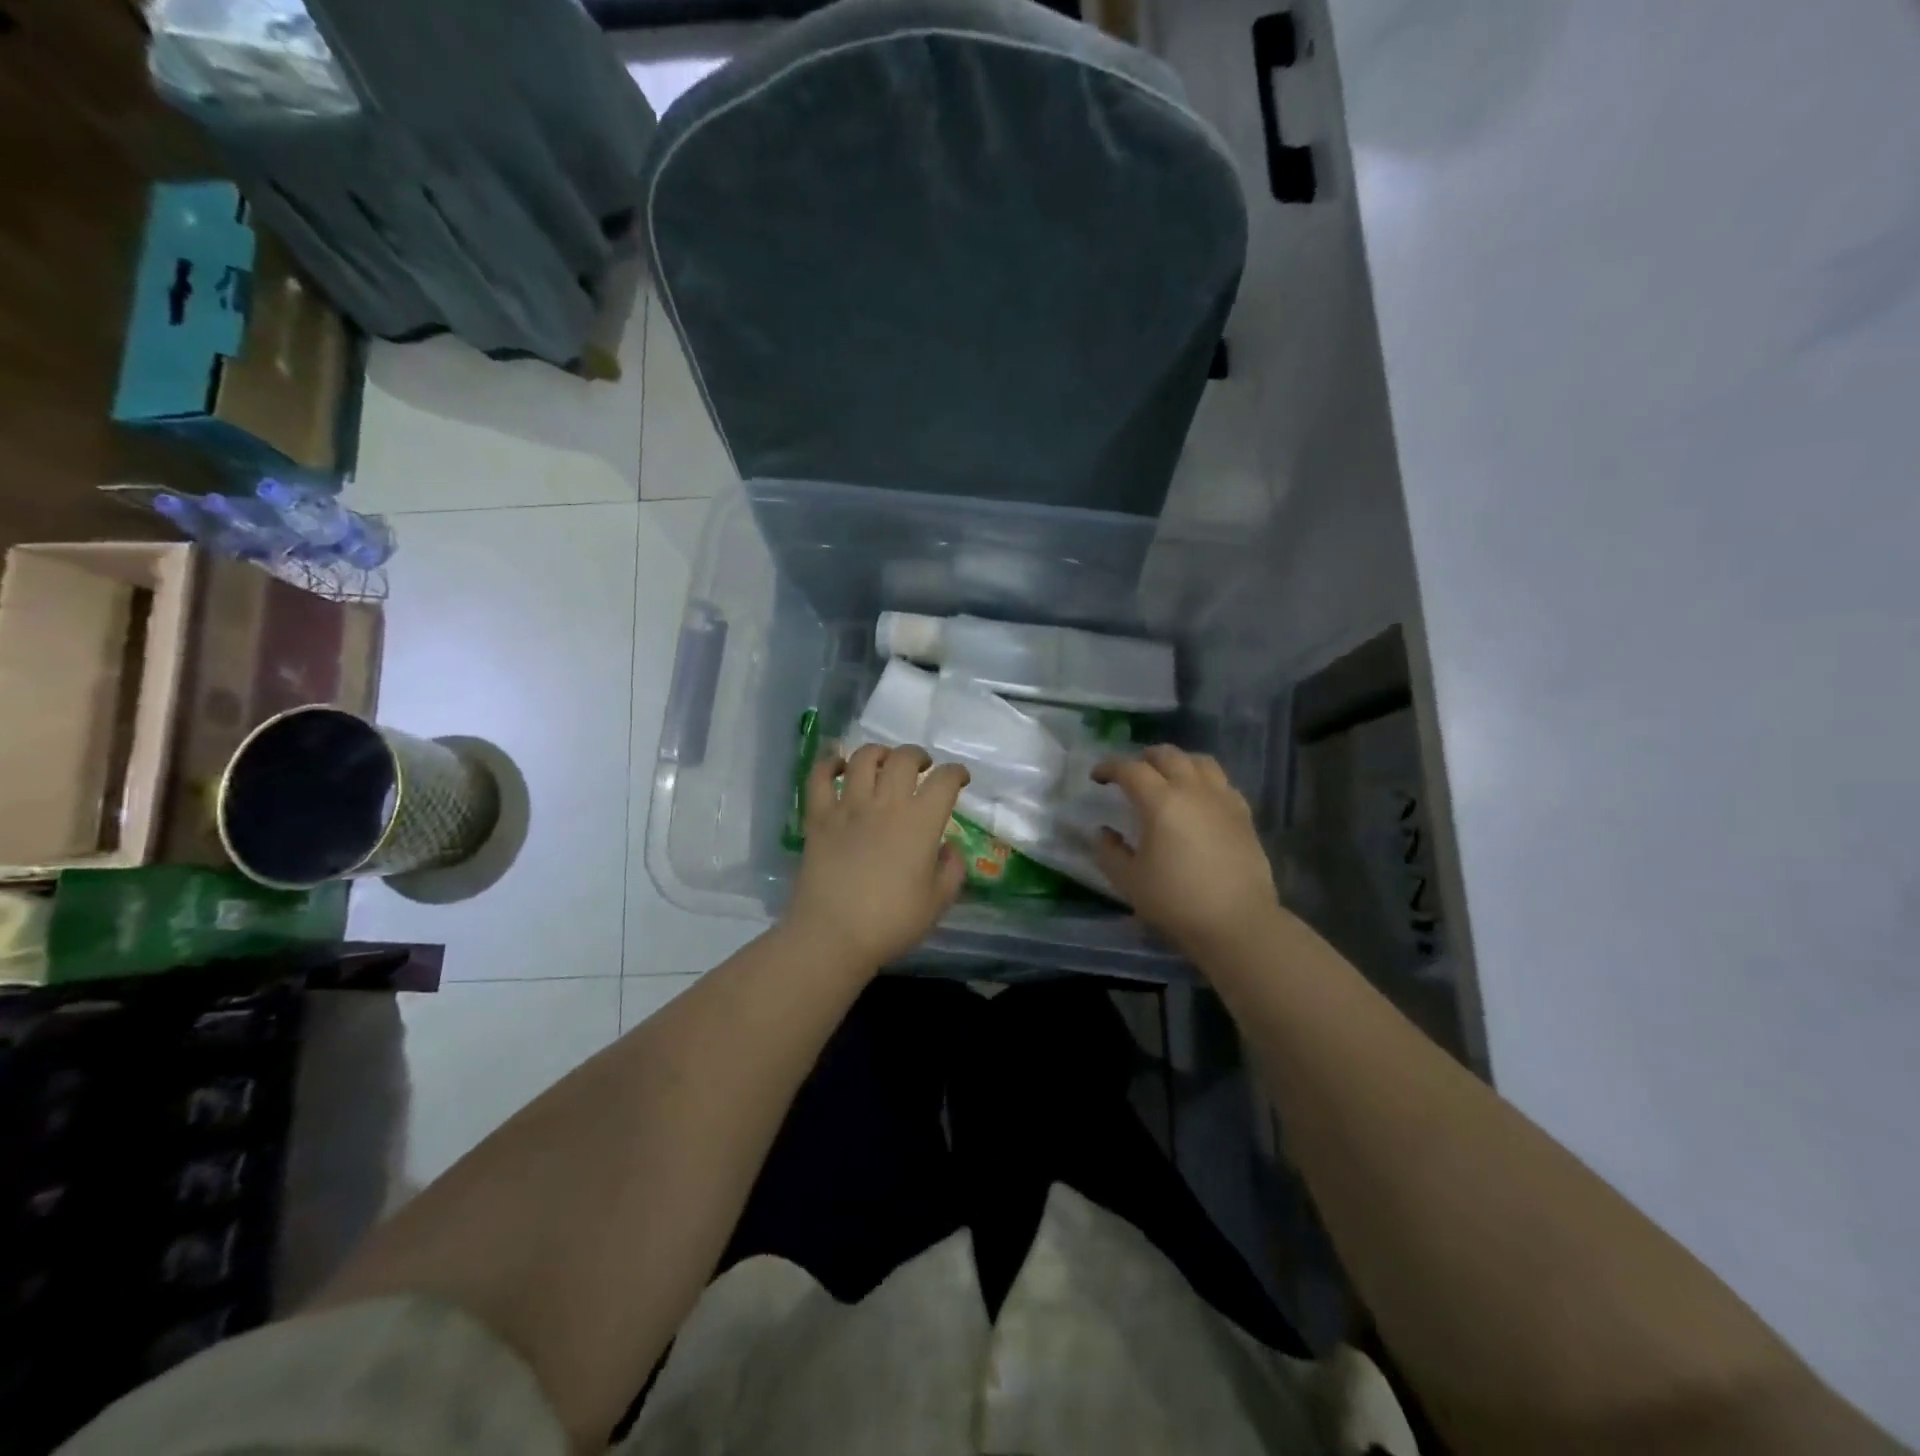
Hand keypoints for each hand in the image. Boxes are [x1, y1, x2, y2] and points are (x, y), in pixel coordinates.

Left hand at [782, 743, 969, 975]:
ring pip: (863, 758)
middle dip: (919, 756)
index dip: (957, 773)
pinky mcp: (818, 816)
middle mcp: (886, 804)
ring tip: (885, 762)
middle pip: (904, 758)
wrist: (832, 935)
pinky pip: (819, 776)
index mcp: (920, 822)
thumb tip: (948, 846)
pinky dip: (829, 764)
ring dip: (879, 752)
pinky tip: (839, 767)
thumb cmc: (891, 922)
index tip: (960, 779)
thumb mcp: (938, 902)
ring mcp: (848, 806)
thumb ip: (952, 869)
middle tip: (923, 767)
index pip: (945, 781)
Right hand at [1094, 745, 1281, 961]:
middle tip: (1131, 774)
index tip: (1097, 777)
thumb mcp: (1129, 881)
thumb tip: (1105, 833)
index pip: (1130, 769)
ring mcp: (1223, 799)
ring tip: (1167, 777)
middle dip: (1144, 759)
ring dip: (1177, 762)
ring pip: (1200, 761)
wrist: (1237, 923)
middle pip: (1168, 755)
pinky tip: (1199, 798)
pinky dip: (1204, 780)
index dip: (1109, 768)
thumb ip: (1110, 852)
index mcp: (1161, 802)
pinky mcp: (1243, 814)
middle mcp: (1193, 790)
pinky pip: (1222, 782)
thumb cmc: (1176, 901)